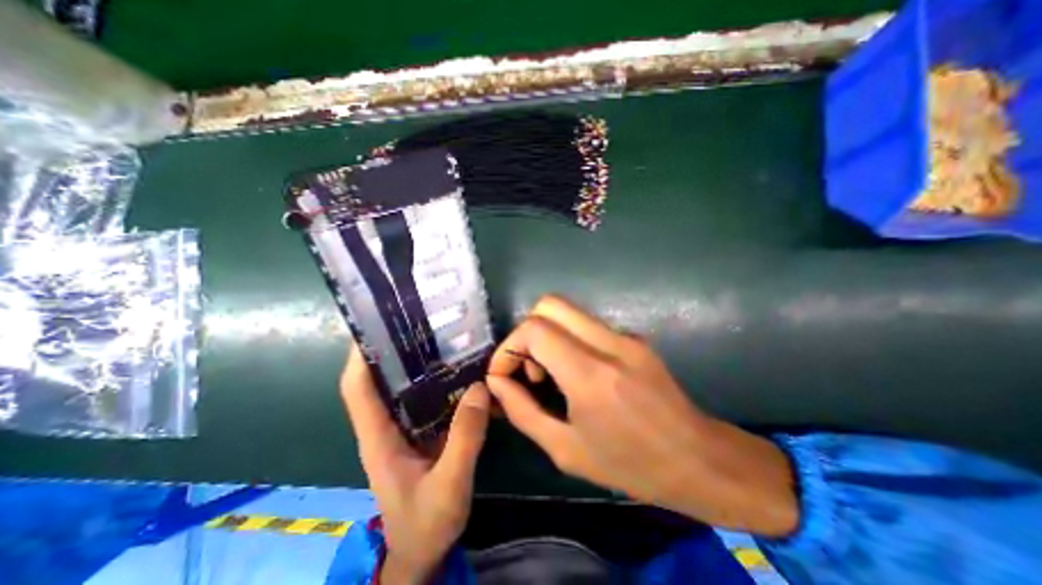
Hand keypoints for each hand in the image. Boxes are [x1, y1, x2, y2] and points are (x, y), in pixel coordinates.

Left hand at [340, 344, 491, 581]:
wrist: (424, 550)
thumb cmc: (426, 522)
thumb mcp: (449, 484)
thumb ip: (465, 438)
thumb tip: (479, 388)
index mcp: (378, 437)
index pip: (357, 389)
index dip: (359, 356)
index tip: (373, 325)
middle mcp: (386, 426)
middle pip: (380, 379)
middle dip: (393, 348)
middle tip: (418, 321)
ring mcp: (404, 428)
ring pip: (404, 386)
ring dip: (416, 361)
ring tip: (441, 336)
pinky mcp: (421, 430)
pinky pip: (426, 397)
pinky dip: (437, 380)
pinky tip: (458, 369)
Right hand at [486, 296, 799, 536]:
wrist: (698, 459)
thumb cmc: (631, 465)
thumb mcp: (566, 450)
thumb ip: (523, 412)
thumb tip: (497, 383)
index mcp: (591, 375)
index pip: (535, 330)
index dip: (509, 348)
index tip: (504, 374)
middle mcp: (609, 343)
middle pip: (549, 304)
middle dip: (526, 332)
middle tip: (528, 368)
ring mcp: (625, 335)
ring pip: (568, 311)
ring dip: (546, 334)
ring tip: (549, 372)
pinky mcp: (633, 337)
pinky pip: (586, 324)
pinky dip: (567, 338)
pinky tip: (574, 371)